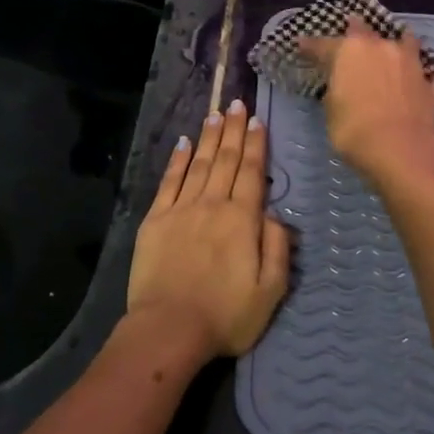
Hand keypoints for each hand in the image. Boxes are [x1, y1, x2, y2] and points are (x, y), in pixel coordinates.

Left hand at [128, 100, 291, 358]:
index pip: (252, 172)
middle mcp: (213, 204)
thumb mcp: (271, 290)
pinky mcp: (156, 220)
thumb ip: (277, 248)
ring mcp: (181, 209)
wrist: (169, 330)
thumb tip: (275, 214)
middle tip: (237, 103)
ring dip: (209, 137)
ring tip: (216, 114)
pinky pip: (169, 181)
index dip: (256, 144)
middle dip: (233, 130)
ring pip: (200, 164)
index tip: (257, 120)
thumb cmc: (226, 315)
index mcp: (242, 219)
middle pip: (226, 160)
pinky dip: (178, 160)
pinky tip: (184, 143)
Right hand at [299, 19, 433, 180]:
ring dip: (403, 42)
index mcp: (349, 51)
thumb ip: (337, 89)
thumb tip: (344, 84)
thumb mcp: (331, 109)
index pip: (323, 45)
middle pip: (366, 31)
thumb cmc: (353, 129)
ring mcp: (409, 64)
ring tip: (403, 40)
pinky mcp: (431, 87)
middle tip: (352, 26)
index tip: (301, 43)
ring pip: (408, 43)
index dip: (310, 45)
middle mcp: (381, 48)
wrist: (398, 149)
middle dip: (357, 29)